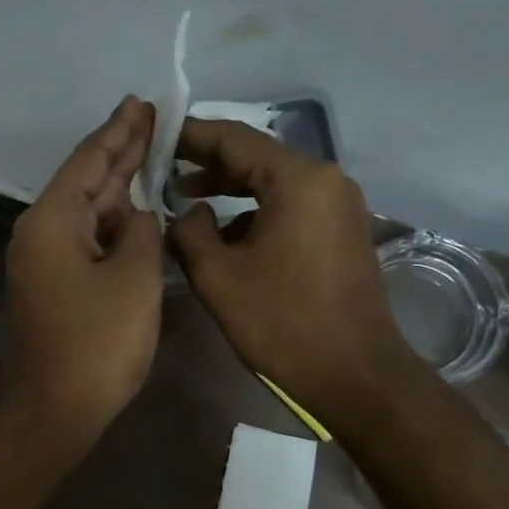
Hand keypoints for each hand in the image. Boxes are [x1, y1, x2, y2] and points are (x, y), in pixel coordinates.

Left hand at [0, 97, 163, 448]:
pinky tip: (135, 213)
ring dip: (117, 187)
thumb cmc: (96, 343)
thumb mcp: (133, 279)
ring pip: (86, 212)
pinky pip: (86, 241)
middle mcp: (40, 233)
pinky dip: (112, 224)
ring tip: (149, 153)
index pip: (89, 161)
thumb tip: (137, 218)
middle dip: (119, 151)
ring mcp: (44, 262)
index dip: (119, 130)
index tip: (140, 103)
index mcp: (51, 220)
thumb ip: (142, 233)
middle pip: (85, 181)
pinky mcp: (53, 286)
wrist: (53, 409)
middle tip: (150, 118)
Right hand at [169, 118, 415, 407]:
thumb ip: (190, 231)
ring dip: (230, 191)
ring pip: (273, 184)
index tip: (155, 134)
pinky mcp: (342, 233)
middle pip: (256, 157)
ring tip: (186, 203)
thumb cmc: (281, 322)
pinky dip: (254, 213)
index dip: (189, 135)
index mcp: (298, 179)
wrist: (354, 374)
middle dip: (208, 163)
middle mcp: (326, 180)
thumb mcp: (217, 275)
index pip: (234, 139)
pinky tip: (225, 237)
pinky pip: (290, 207)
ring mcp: (339, 207)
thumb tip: (188, 212)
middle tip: (163, 169)